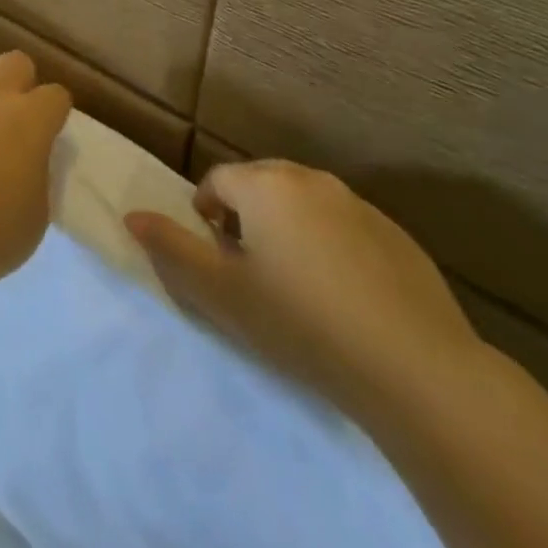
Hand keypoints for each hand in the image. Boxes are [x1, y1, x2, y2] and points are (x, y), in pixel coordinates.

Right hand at [126, 159, 484, 424]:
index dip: (207, 213)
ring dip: (289, 226)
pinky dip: (333, 244)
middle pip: (261, 182)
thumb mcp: (222, 293)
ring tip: (296, 281)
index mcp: (266, 185)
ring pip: (305, 202)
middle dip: (246, 213)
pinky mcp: (397, 234)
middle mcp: (310, 180)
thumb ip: (171, 249)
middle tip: (250, 266)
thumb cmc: (302, 323)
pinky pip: (346, 225)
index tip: (216, 254)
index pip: (218, 180)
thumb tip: (131, 215)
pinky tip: (345, 295)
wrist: (416, 368)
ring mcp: (359, 204)